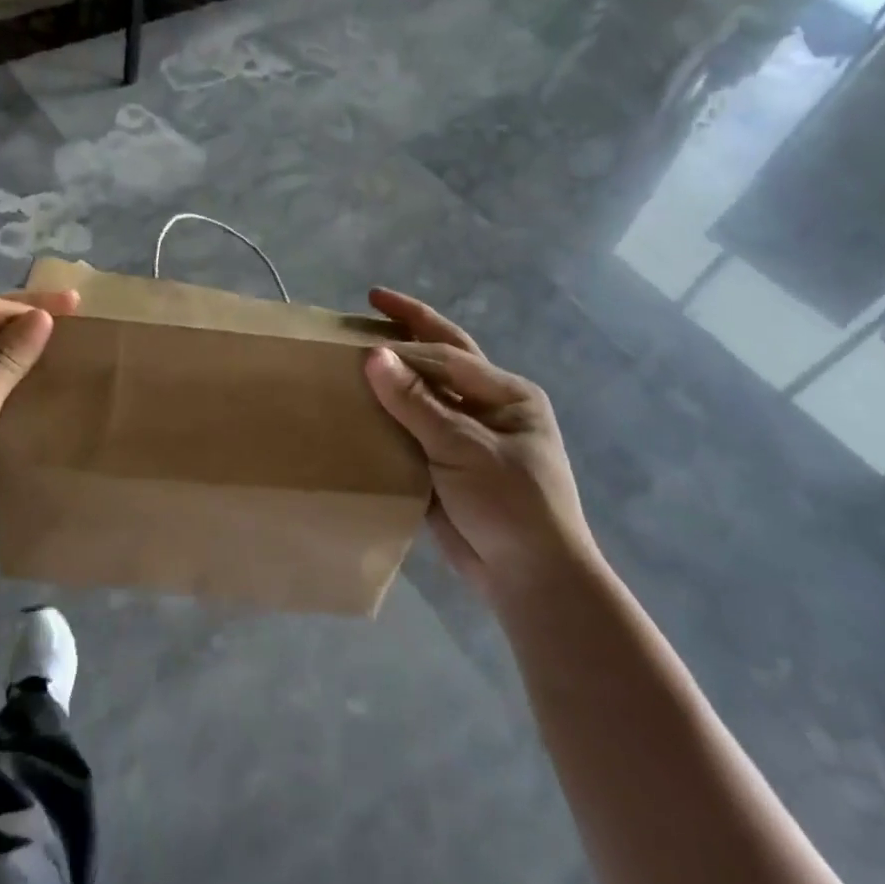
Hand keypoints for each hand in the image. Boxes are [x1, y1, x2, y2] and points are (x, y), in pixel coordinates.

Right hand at [363, 287, 598, 599]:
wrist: (531, 581)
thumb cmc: (511, 504)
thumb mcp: (464, 447)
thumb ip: (416, 402)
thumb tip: (373, 355)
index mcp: (507, 395)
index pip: (448, 353)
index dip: (407, 333)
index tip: (364, 321)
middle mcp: (487, 409)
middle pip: (441, 360)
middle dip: (409, 329)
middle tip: (371, 302)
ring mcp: (466, 439)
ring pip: (421, 396)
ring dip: (392, 375)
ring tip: (353, 353)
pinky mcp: (445, 467)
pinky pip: (409, 432)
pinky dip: (385, 418)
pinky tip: (356, 410)